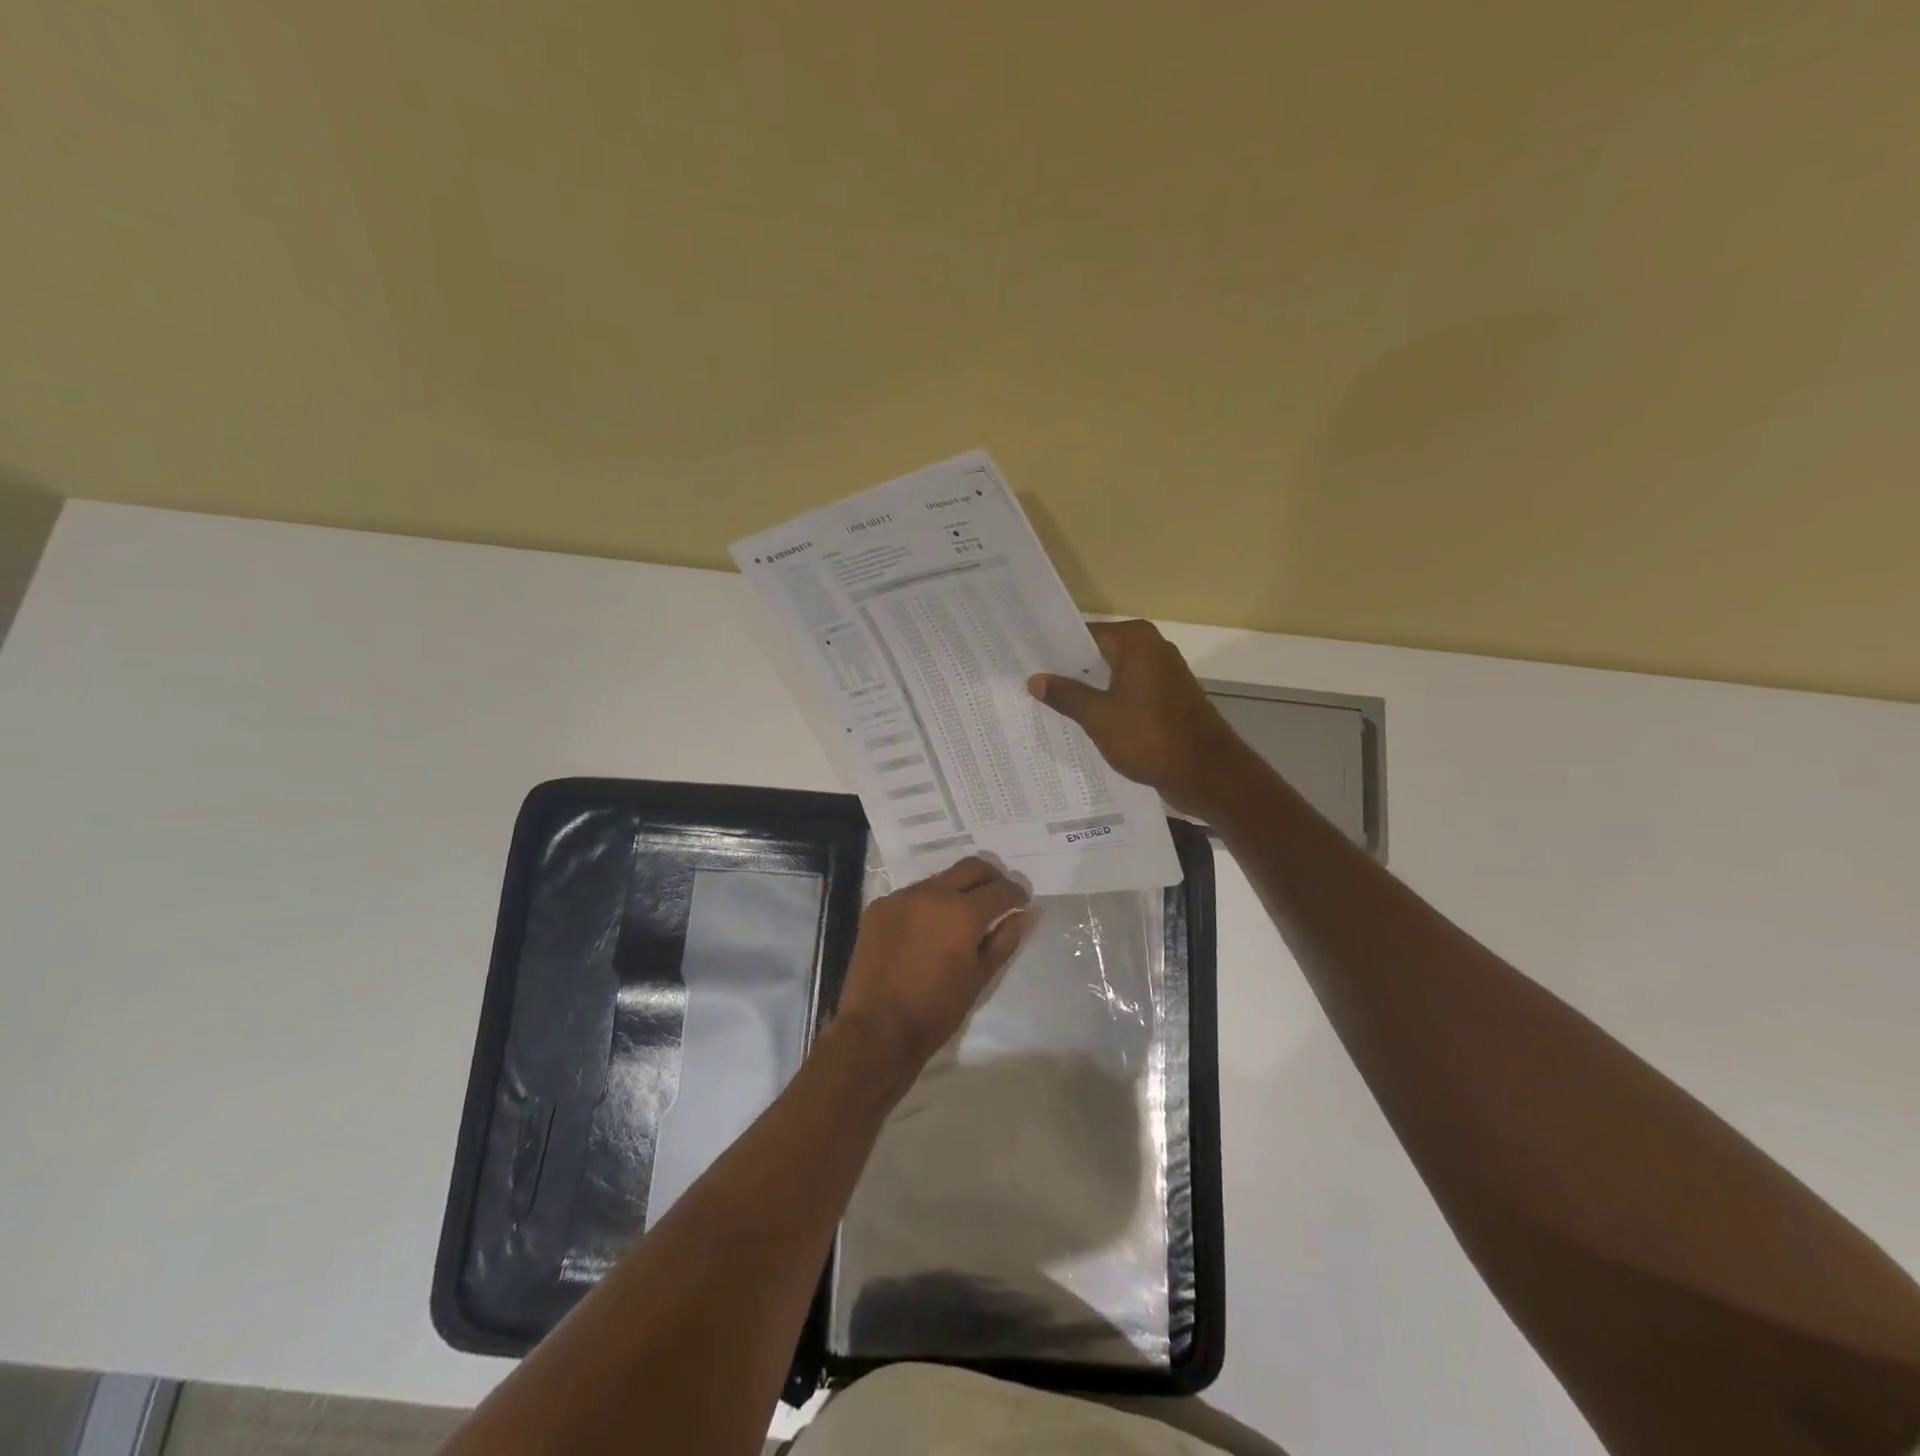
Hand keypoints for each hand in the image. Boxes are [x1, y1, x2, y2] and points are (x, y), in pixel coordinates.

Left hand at [834, 856, 1032, 1072]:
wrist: (876, 1030)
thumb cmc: (936, 1010)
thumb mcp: (979, 978)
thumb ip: (1004, 940)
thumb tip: (1025, 914)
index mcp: (962, 912)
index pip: (1000, 889)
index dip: (1017, 894)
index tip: (1022, 902)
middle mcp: (931, 893)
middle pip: (971, 867)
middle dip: (991, 878)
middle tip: (998, 897)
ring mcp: (901, 897)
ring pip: (939, 879)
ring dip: (957, 890)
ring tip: (961, 917)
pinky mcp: (878, 907)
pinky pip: (912, 895)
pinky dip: (927, 904)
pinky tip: (927, 930)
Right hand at [1028, 619, 1249, 818]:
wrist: (1207, 772)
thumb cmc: (1150, 737)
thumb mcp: (1099, 717)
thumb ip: (1066, 695)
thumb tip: (1035, 679)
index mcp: (1136, 641)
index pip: (1084, 634)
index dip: (1055, 649)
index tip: (1026, 661)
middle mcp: (1152, 648)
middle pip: (1099, 654)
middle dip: (1069, 670)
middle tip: (1031, 684)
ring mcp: (1164, 674)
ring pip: (1114, 676)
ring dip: (1089, 690)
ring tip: (1050, 704)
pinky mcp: (1169, 698)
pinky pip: (1129, 693)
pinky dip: (1109, 703)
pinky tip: (1084, 720)